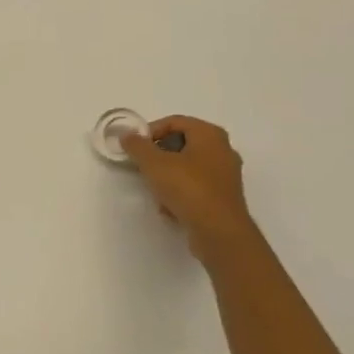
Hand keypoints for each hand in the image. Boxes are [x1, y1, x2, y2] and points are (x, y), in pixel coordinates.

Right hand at [120, 115, 256, 252]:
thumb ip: (137, 146)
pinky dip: (181, 193)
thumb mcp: (154, 163)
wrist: (219, 231)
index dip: (151, 131)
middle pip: (182, 144)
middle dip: (159, 155)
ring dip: (168, 176)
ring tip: (155, 190)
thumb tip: (127, 135)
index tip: (135, 148)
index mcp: (210, 134)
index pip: (175, 121)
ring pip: (188, 168)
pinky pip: (196, 187)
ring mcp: (226, 175)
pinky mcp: (224, 198)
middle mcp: (223, 150)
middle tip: (143, 167)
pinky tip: (169, 208)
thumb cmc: (188, 188)